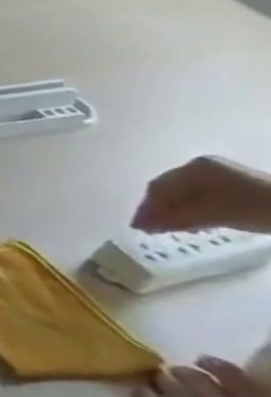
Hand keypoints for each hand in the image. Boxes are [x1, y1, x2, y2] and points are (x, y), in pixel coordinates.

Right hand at [132, 156, 270, 233]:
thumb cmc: (257, 207)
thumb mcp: (214, 214)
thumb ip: (175, 218)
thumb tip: (138, 225)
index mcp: (195, 168)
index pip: (159, 188)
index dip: (147, 208)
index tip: (140, 228)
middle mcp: (202, 166)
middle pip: (171, 189)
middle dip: (160, 209)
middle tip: (154, 229)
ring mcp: (222, 174)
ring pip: (187, 193)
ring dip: (177, 211)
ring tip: (176, 228)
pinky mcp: (237, 185)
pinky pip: (203, 196)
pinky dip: (194, 209)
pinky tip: (199, 222)